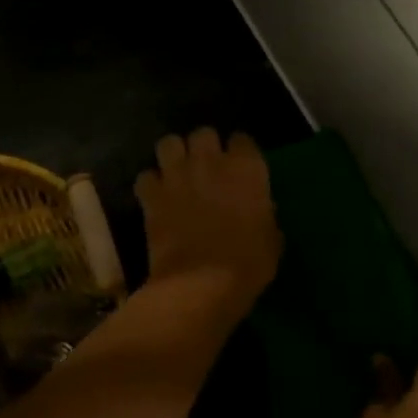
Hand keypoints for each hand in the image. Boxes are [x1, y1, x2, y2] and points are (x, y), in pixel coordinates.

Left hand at [135, 129, 280, 324]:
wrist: (201, 284)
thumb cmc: (247, 265)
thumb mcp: (271, 240)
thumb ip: (264, 214)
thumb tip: (258, 209)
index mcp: (246, 169)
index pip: (243, 140)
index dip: (240, 153)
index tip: (240, 168)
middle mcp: (211, 162)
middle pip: (203, 133)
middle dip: (204, 147)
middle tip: (207, 168)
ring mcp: (177, 175)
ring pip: (169, 143)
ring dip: (173, 156)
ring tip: (177, 174)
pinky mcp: (152, 195)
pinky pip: (146, 176)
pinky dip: (150, 185)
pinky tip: (156, 198)